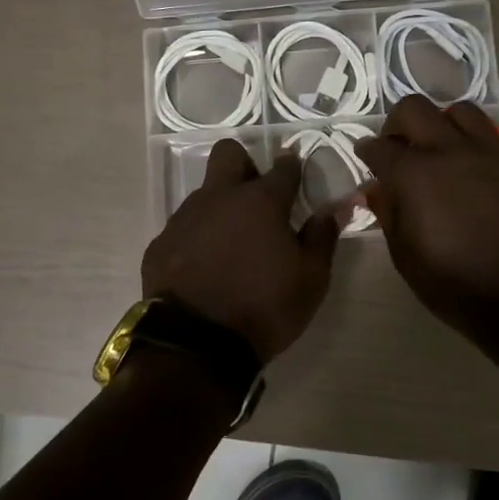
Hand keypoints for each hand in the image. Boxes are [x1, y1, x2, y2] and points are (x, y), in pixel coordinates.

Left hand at [141, 140, 340, 360]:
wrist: (196, 345)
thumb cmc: (265, 308)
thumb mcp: (311, 279)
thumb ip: (323, 236)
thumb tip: (338, 206)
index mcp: (262, 201)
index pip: (284, 167)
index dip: (293, 166)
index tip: (297, 171)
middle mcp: (220, 197)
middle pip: (228, 153)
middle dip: (245, 165)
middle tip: (257, 198)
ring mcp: (185, 218)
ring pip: (204, 192)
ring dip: (220, 206)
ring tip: (232, 244)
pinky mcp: (160, 243)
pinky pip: (183, 226)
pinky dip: (198, 237)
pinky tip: (204, 267)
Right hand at [358, 96, 498, 339]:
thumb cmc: (453, 283)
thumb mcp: (405, 255)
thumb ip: (388, 212)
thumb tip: (376, 189)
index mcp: (415, 174)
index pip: (380, 146)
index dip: (366, 151)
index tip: (365, 158)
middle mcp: (449, 151)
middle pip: (414, 108)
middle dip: (397, 124)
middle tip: (397, 148)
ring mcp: (486, 154)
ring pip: (458, 110)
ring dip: (440, 123)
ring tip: (438, 149)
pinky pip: (487, 136)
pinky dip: (469, 142)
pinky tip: (468, 169)